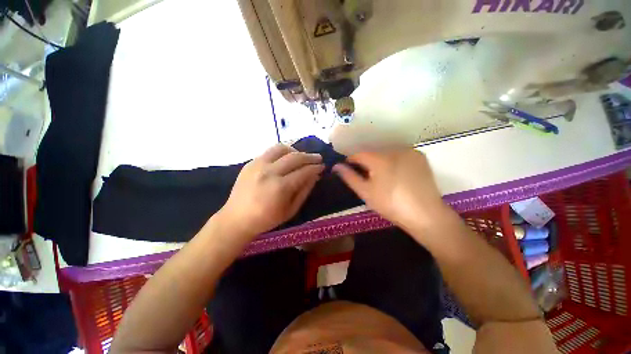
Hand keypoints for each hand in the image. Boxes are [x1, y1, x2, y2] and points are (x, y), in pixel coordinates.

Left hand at [217, 144, 323, 238]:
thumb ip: (304, 191)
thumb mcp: (291, 210)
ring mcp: (258, 165)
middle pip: (295, 157)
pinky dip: (282, 152)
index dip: (315, 168)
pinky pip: (270, 151)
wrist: (236, 218)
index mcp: (280, 187)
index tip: (323, 167)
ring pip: (282, 148)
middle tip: (318, 158)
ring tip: (301, 157)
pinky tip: (286, 159)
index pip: (304, 171)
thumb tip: (314, 176)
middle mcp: (269, 172)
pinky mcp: (251, 162)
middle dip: (310, 157)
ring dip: (296, 151)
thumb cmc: (266, 219)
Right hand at [333, 149, 450, 230]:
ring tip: (383, 178)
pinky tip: (398, 175)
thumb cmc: (390, 204)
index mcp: (379, 159)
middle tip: (368, 177)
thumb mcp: (366, 192)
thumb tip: (336, 166)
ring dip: (381, 162)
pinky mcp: (420, 157)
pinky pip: (400, 155)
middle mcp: (394, 150)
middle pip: (373, 154)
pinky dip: (395, 162)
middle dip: (367, 163)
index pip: (359, 154)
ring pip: (387, 154)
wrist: (425, 214)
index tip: (349, 168)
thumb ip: (350, 177)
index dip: (352, 161)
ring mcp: (409, 152)